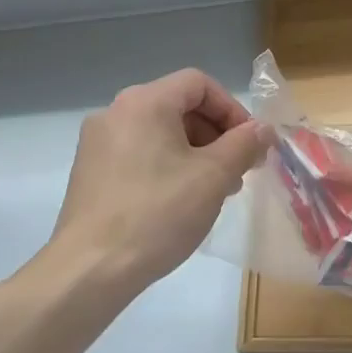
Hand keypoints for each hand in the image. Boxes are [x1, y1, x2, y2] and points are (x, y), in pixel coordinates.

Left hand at [50, 70, 270, 295]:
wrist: (91, 268)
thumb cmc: (159, 214)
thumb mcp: (214, 176)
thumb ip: (244, 144)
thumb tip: (262, 129)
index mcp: (145, 102)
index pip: (199, 84)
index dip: (232, 109)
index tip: (250, 144)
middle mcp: (115, 112)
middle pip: (178, 106)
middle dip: (216, 135)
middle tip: (237, 171)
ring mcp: (98, 143)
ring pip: (160, 133)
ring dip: (195, 153)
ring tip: (213, 192)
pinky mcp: (90, 172)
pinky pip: (139, 154)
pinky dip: (167, 166)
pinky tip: (180, 202)